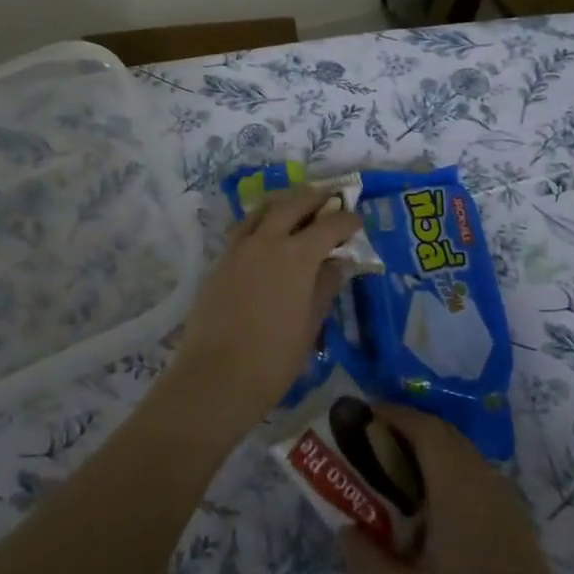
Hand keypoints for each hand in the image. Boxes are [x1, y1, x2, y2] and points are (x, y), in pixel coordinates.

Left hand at [159, 184, 361, 436]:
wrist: (216, 376)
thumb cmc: (274, 359)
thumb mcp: (310, 325)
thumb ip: (324, 287)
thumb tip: (336, 264)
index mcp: (296, 256)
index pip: (329, 226)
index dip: (347, 221)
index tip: (358, 222)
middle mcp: (267, 242)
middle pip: (293, 204)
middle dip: (314, 197)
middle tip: (330, 198)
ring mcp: (239, 249)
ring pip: (262, 210)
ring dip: (283, 202)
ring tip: (296, 205)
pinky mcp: (220, 262)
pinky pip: (243, 229)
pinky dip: (259, 221)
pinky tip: (265, 233)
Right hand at [339, 405, 573, 573]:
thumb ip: (365, 561)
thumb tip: (346, 531)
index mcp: (458, 485)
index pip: (422, 426)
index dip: (389, 414)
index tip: (357, 419)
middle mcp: (485, 480)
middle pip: (441, 435)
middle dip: (403, 433)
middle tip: (367, 449)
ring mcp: (506, 501)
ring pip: (459, 457)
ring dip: (425, 456)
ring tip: (389, 482)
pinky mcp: (516, 524)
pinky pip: (474, 480)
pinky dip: (445, 478)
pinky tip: (426, 518)